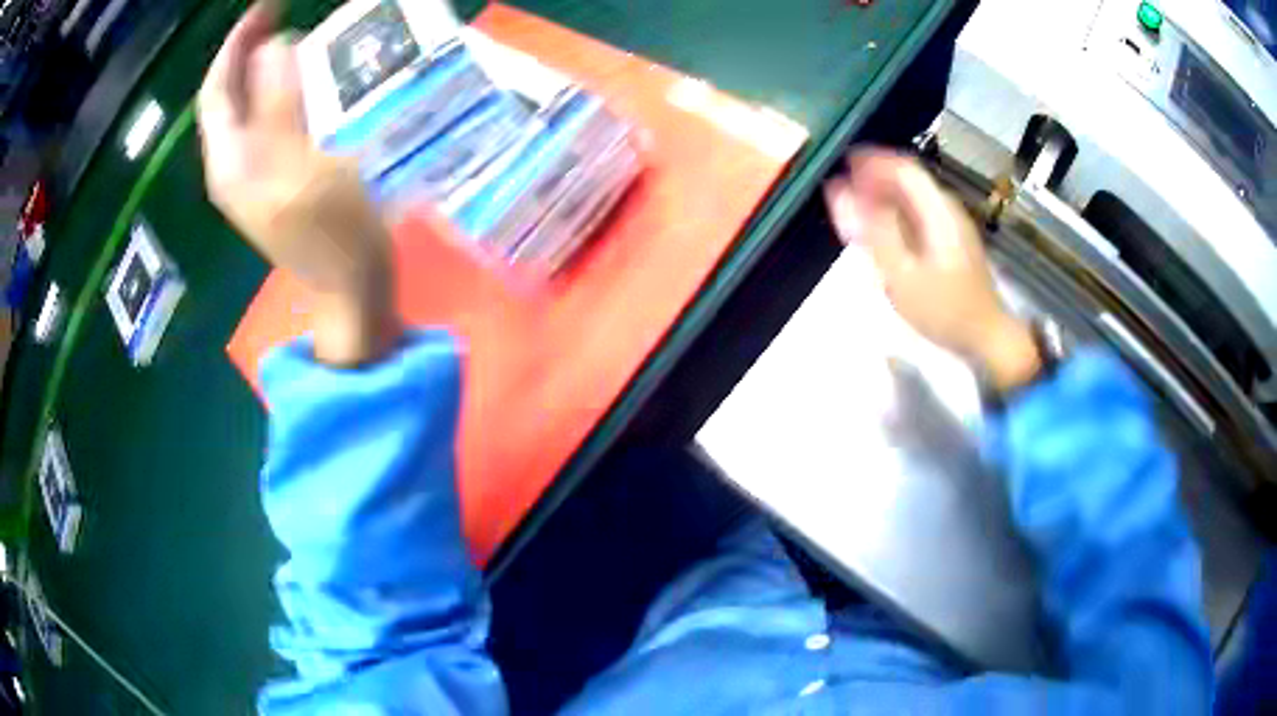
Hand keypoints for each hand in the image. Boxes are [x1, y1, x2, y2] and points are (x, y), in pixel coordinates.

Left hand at [198, 3, 398, 365]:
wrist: (351, 289)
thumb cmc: (334, 234)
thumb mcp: (303, 167)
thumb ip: (279, 107)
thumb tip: (272, 46)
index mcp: (231, 163)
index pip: (216, 92)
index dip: (234, 45)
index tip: (266, 7)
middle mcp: (234, 164)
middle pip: (229, 97)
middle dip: (248, 50)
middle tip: (282, 11)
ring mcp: (255, 172)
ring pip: (249, 106)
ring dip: (265, 65)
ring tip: (296, 32)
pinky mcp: (278, 174)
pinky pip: (271, 119)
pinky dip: (284, 88)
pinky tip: (306, 75)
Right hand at [823, 149, 1040, 391]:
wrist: (987, 341)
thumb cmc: (945, 310)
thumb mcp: (901, 274)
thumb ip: (870, 230)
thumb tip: (838, 191)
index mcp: (938, 210)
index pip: (903, 167)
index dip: (871, 159)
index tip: (839, 161)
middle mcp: (947, 210)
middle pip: (909, 179)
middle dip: (874, 175)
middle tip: (840, 186)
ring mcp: (952, 227)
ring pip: (913, 197)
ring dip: (883, 194)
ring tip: (853, 205)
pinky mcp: (952, 244)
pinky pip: (919, 215)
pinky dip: (895, 213)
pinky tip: (880, 229)